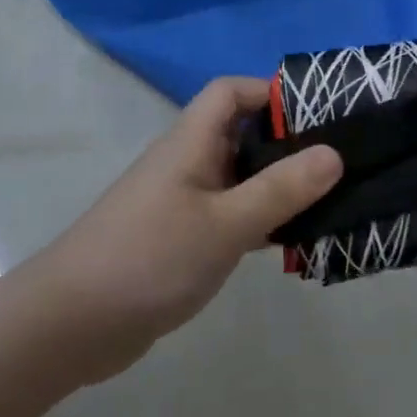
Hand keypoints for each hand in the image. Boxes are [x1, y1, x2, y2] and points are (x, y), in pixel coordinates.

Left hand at [25, 77, 343, 382]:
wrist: (74, 323)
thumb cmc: (150, 258)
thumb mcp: (224, 223)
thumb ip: (280, 189)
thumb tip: (334, 153)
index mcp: (190, 143)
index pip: (230, 92)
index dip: (272, 93)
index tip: (321, 117)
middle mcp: (187, 165)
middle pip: (242, 136)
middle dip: (289, 145)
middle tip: (342, 165)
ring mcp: (184, 204)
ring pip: (241, 182)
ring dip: (280, 189)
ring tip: (333, 204)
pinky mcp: (184, 241)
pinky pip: (232, 219)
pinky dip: (262, 224)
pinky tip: (295, 245)